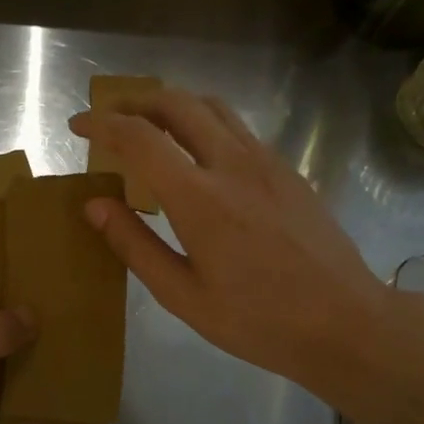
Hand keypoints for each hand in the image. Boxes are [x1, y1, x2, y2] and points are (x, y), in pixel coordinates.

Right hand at [69, 88, 389, 396]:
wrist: (345, 321)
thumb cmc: (258, 320)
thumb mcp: (183, 296)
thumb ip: (135, 245)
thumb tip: (93, 205)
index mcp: (199, 198)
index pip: (139, 137)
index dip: (102, 124)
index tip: (77, 126)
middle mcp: (233, 164)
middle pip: (177, 103)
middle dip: (135, 101)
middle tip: (109, 119)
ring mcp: (267, 162)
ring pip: (212, 107)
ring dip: (172, 105)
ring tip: (148, 127)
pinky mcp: (288, 170)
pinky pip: (237, 129)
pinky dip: (203, 124)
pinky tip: (197, 156)